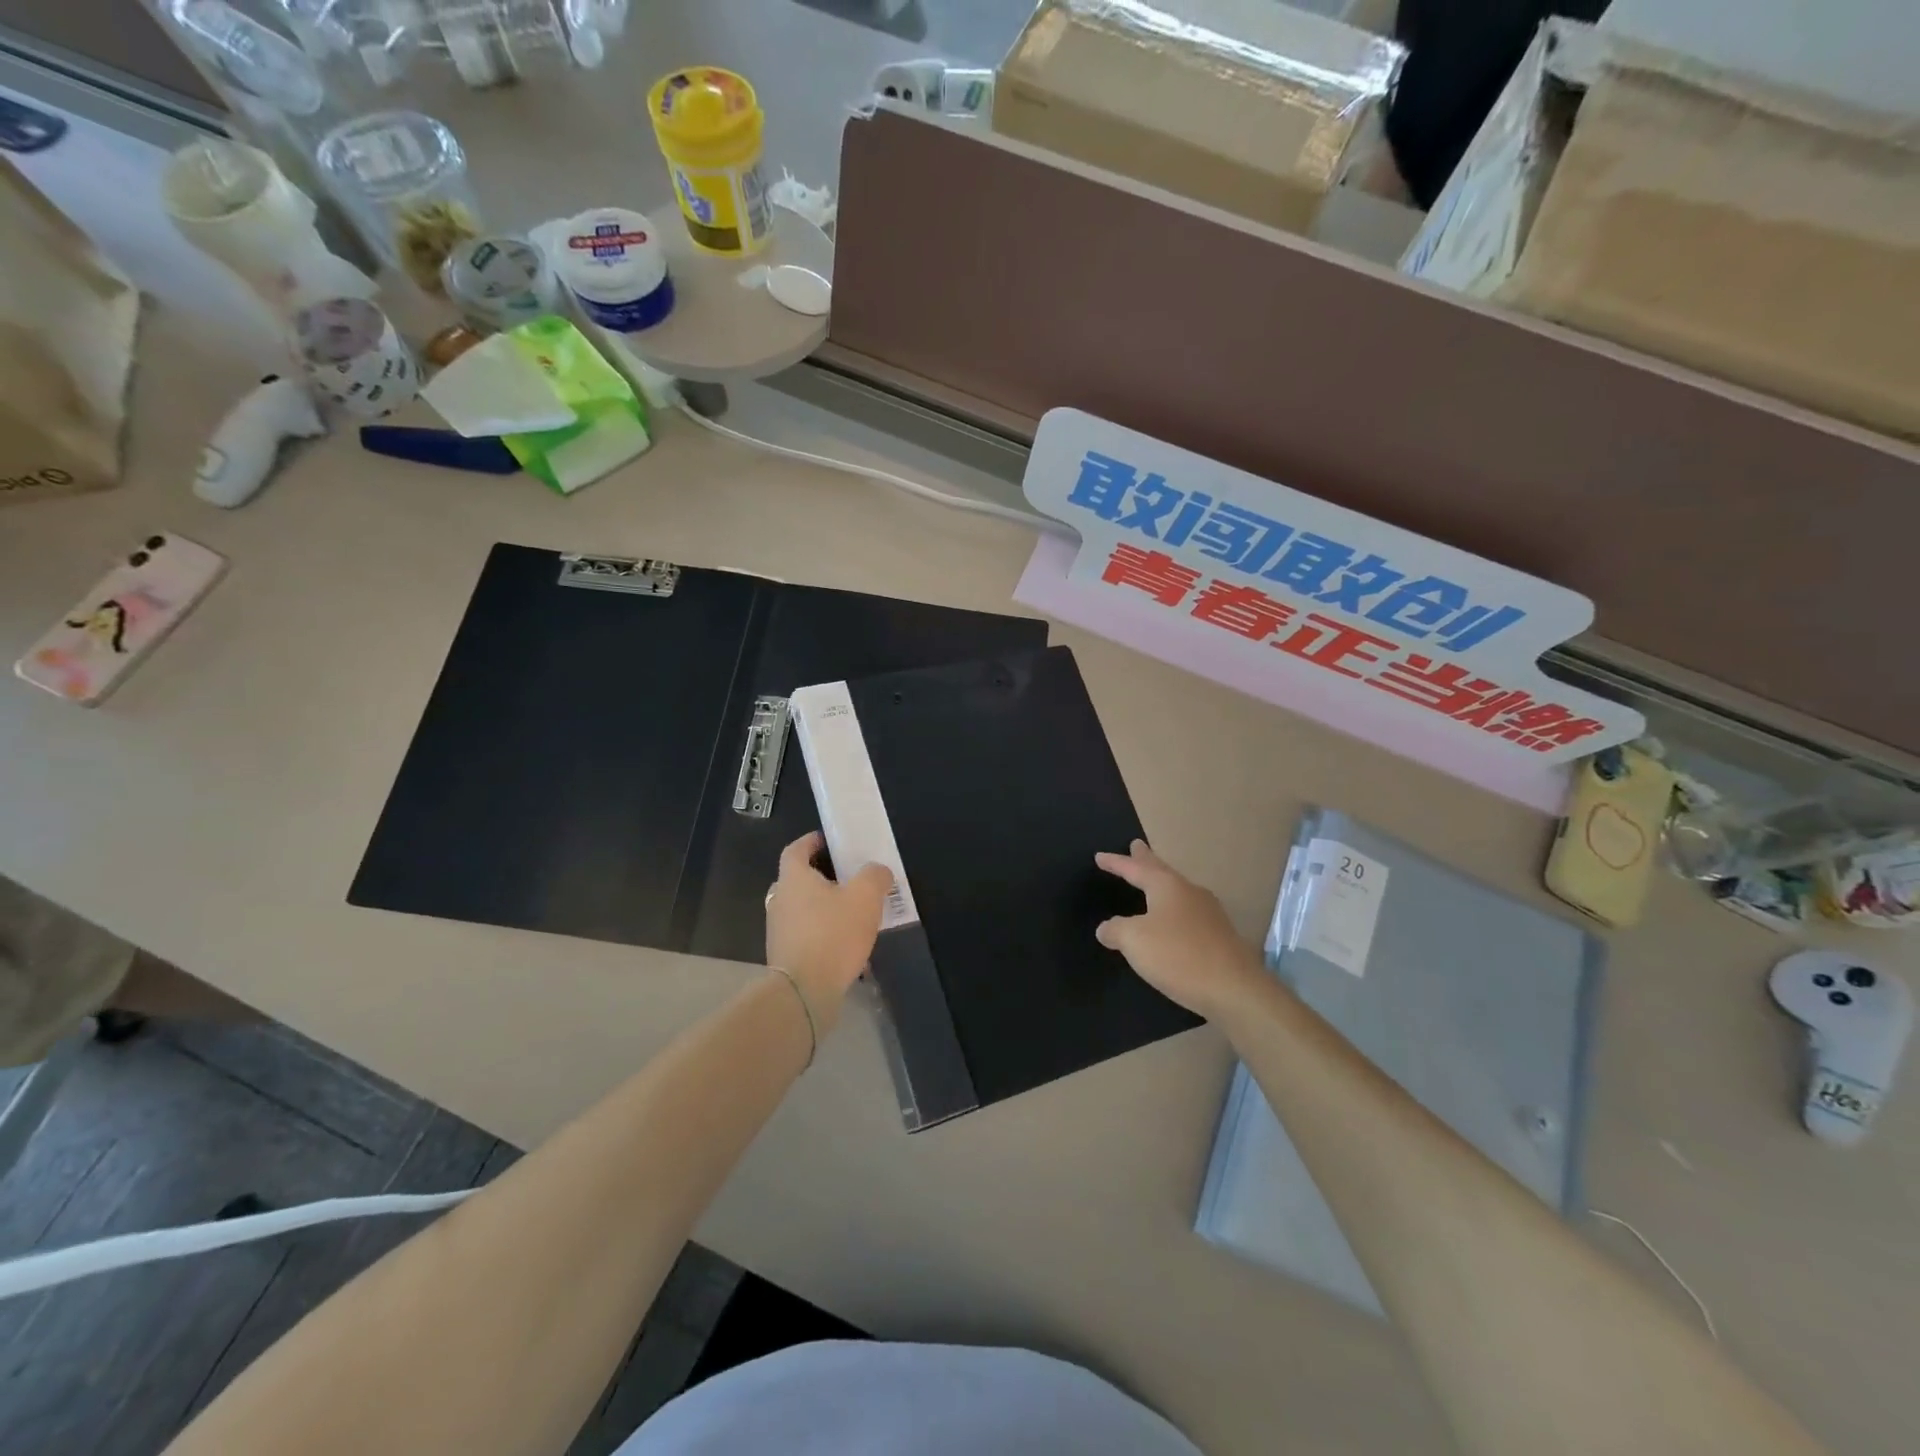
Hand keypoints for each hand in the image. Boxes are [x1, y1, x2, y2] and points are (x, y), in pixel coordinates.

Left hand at [766, 832, 893, 1026]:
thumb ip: (874, 876)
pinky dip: (820, 931)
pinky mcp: (784, 956)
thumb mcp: (865, 897)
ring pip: (800, 908)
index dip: (811, 842)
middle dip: (820, 876)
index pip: (795, 849)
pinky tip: (843, 943)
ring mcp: (778, 929)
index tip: (828, 841)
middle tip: (846, 878)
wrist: (804, 992)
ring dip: (821, 906)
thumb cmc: (833, 934)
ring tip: (850, 912)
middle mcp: (779, 899)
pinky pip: (804, 933)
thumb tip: (877, 871)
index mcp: (794, 878)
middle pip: (797, 879)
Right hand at [1095, 840, 1266, 1020]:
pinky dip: (1173, 910)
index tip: (1099, 856)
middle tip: (1136, 845)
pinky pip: (1188, 913)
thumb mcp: (1134, 941)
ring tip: (1151, 882)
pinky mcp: (1219, 936)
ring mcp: (1209, 913)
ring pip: (1177, 891)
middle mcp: (1189, 892)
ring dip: (1161, 884)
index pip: (1135, 869)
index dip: (1116, 863)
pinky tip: (1172, 921)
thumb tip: (1106, 928)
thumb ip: (1115, 930)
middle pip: (1162, 871)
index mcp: (1167, 886)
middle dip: (1146, 859)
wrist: (1234, 989)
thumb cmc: (1178, 956)